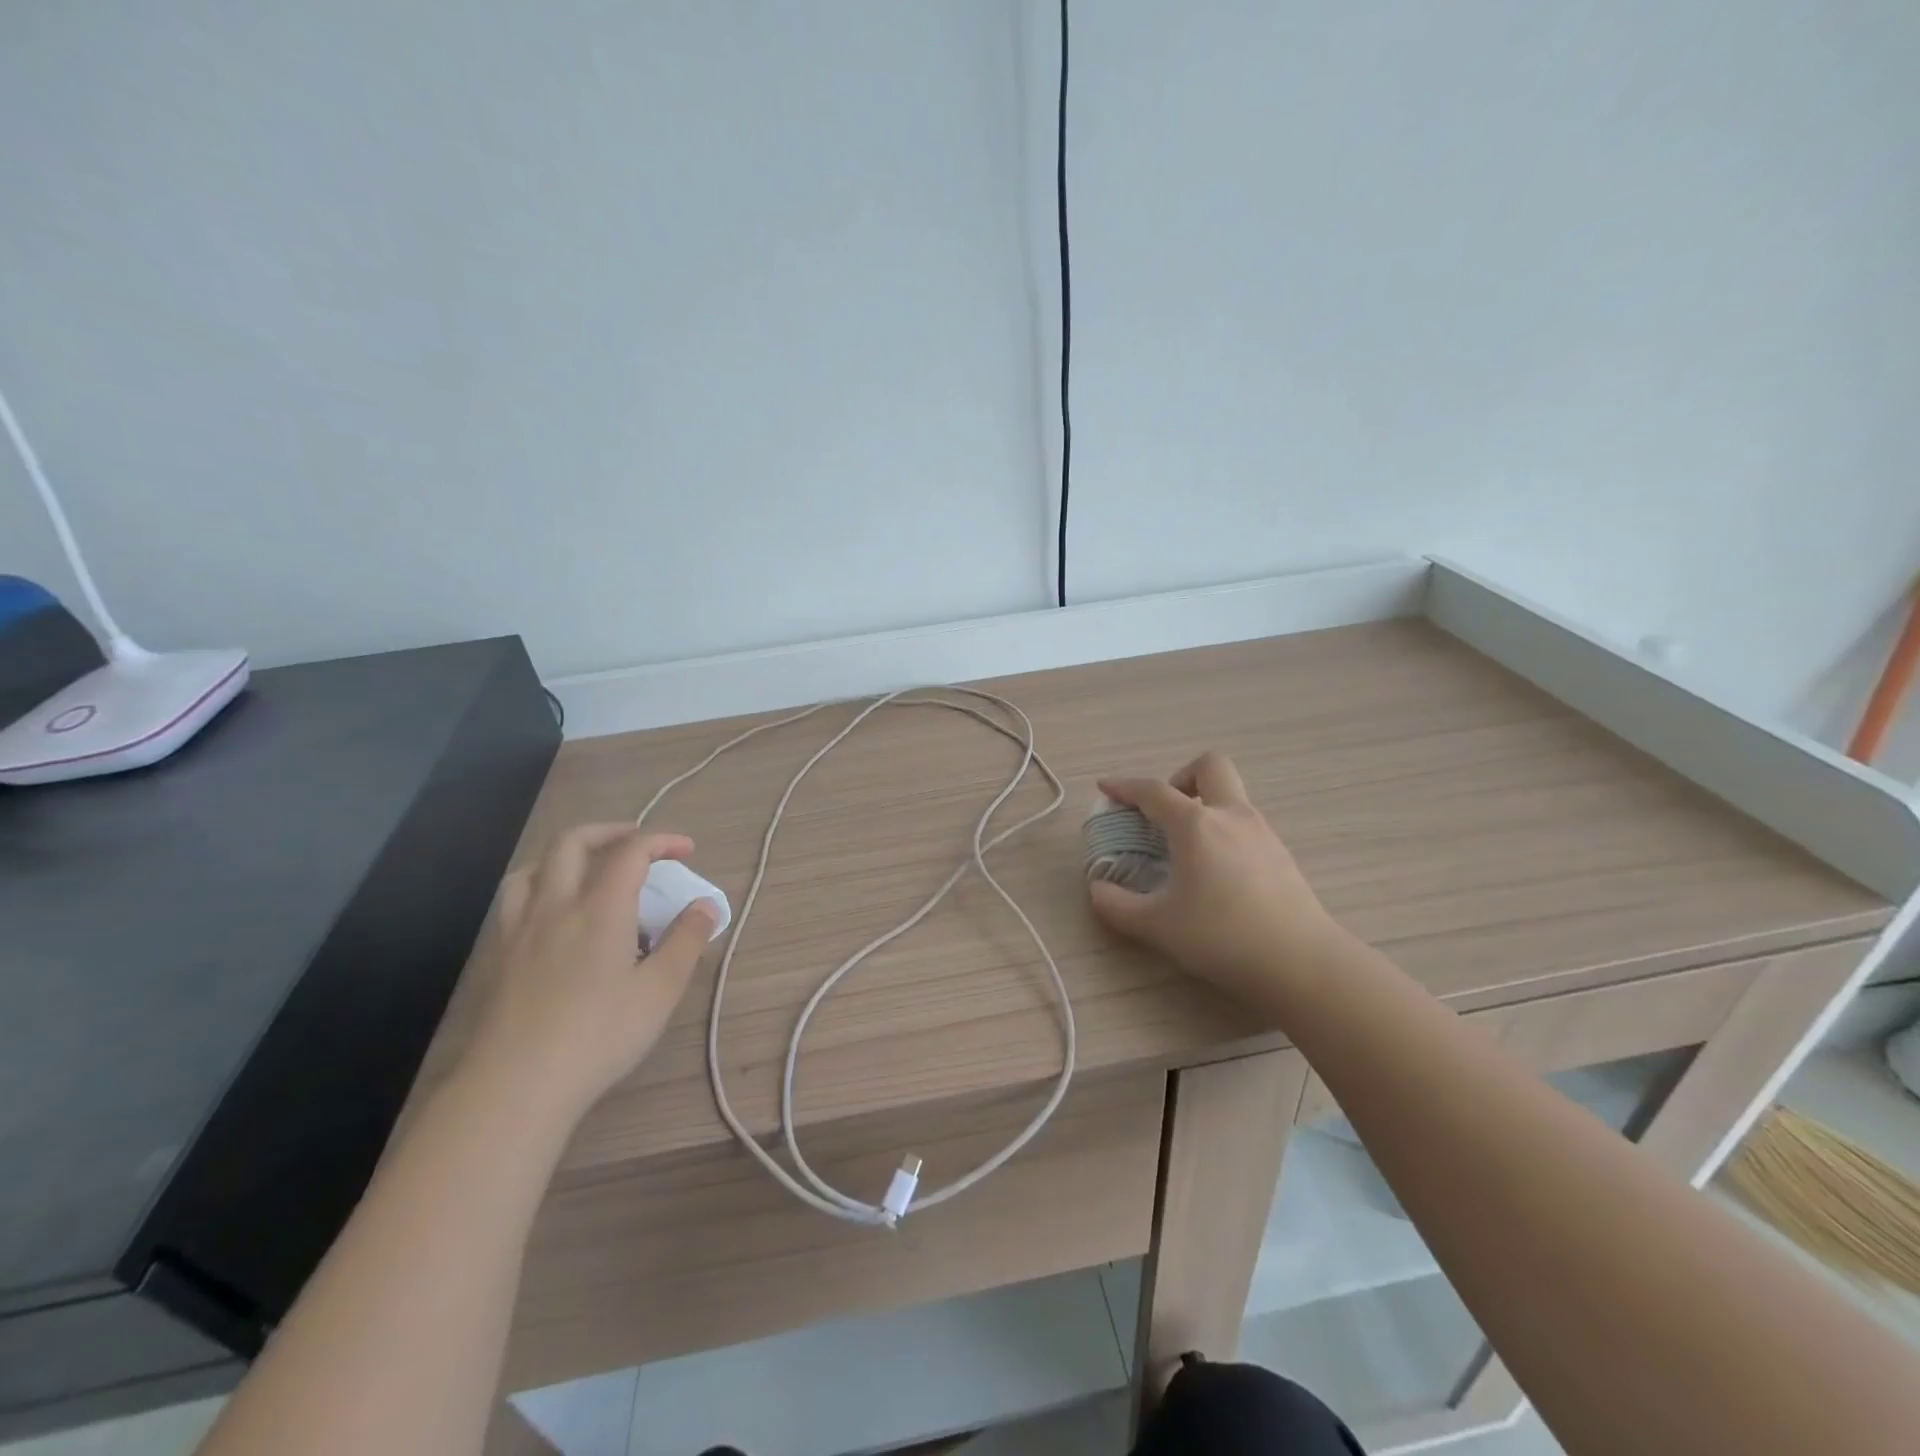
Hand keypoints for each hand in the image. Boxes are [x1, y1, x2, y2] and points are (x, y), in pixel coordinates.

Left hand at [462, 823, 718, 1123]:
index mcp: (600, 909)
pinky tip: (553, 914)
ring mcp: (519, 930)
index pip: (631, 852)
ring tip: (590, 869)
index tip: (686, 849)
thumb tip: (705, 906)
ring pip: (534, 866)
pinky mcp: (498, 956)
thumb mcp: (659, 991)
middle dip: (611, 831)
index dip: (661, 840)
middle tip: (639, 843)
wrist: (514, 1086)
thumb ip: (686, 941)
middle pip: (573, 842)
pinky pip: (515, 899)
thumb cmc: (598, 1036)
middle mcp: (555, 906)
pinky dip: (540, 885)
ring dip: (567, 854)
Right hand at [1089, 751, 1349, 1007]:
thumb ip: (1117, 905)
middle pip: (1210, 766)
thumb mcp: (1157, 926)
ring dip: (1205, 806)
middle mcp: (1231, 816)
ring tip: (1187, 849)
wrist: (1300, 962)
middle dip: (1182, 777)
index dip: (1124, 786)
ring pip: (1232, 796)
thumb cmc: (1221, 936)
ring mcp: (1262, 833)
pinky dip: (1225, 832)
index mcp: (1195, 825)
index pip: (1153, 791)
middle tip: (1165, 813)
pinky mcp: (1282, 855)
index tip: (1106, 788)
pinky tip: (1217, 873)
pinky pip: (1246, 825)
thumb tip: (1098, 889)